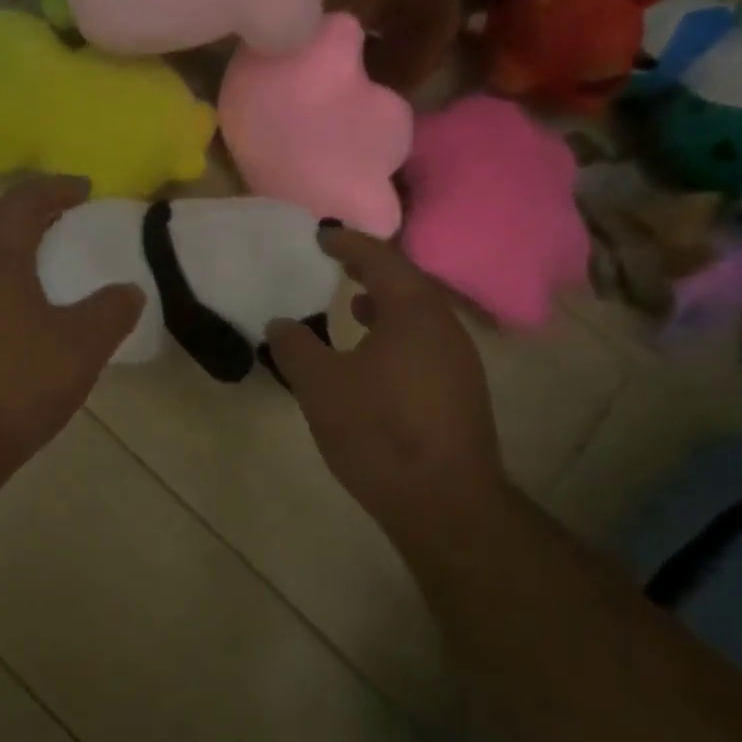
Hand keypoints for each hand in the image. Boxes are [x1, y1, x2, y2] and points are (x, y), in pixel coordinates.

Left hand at [0, 177, 143, 492]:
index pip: (24, 202)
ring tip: (33, 255)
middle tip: (55, 215)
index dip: (56, 188)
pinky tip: (8, 303)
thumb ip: (110, 312)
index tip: (84, 190)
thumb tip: (128, 290)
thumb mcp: (81, 349)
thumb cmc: (15, 387)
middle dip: (22, 207)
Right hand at [265, 228, 507, 545]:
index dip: (348, 243)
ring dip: (384, 303)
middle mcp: (444, 328)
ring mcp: (459, 362)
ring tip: (352, 305)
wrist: (444, 504)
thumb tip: (280, 323)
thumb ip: (295, 347)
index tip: (321, 236)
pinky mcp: (461, 392)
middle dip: (370, 270)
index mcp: (413, 313)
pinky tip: (374, 359)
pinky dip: (396, 334)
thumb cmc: (379, 432)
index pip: (381, 259)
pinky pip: (425, 343)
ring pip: (419, 315)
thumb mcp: (320, 386)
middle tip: (337, 263)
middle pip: (407, 283)